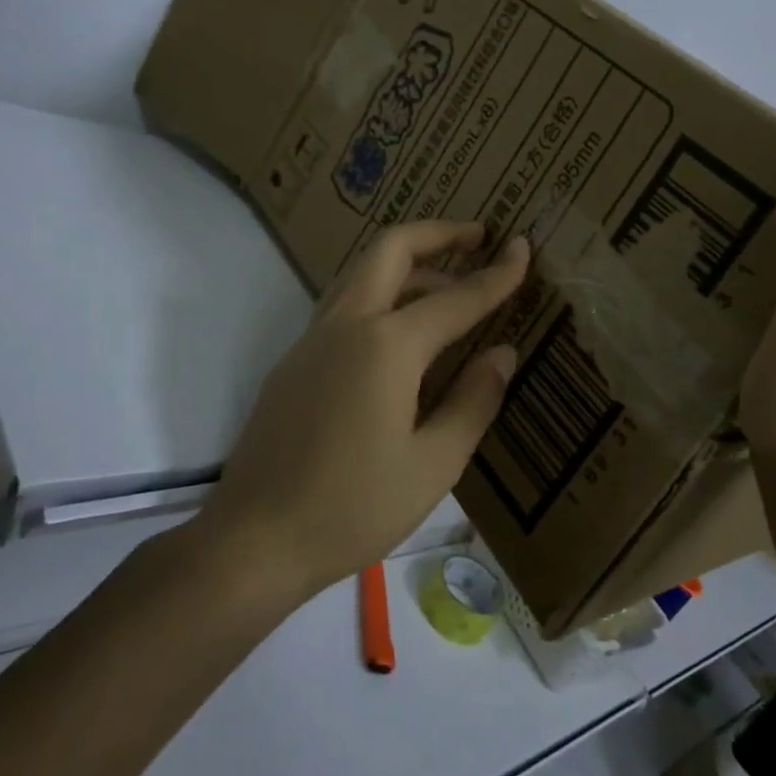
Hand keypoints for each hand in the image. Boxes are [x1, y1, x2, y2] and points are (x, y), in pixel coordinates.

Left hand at [202, 221, 529, 599]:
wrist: (253, 541)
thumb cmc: (353, 508)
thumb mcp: (433, 464)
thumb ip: (473, 401)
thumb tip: (502, 353)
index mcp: (388, 346)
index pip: (457, 298)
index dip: (497, 273)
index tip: (522, 247)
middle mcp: (348, 325)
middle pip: (392, 249)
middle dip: (438, 233)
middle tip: (477, 236)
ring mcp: (313, 339)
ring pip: (363, 272)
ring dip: (408, 263)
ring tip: (447, 284)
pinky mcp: (294, 360)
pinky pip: (345, 304)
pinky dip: (381, 293)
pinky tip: (402, 333)